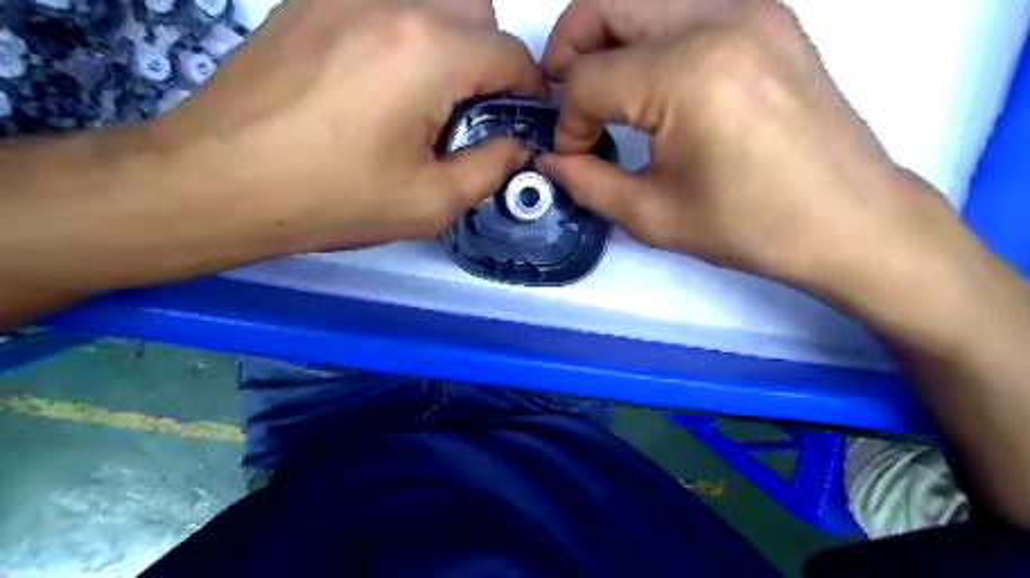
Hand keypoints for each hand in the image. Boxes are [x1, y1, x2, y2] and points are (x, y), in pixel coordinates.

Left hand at [161, 0, 545, 255]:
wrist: (219, 181)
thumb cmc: (332, 199)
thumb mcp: (430, 202)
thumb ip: (489, 169)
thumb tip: (515, 146)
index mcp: (429, 53)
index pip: (509, 53)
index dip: (528, 88)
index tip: (522, 119)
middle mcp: (392, 3)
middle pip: (475, 9)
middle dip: (489, 58)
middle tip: (469, 111)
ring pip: (429, 0)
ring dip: (447, 42)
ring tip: (422, 98)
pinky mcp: (308, 0)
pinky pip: (381, 3)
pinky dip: (402, 34)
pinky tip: (376, 82)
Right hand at [541, 0, 974, 305]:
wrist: (849, 220)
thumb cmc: (749, 227)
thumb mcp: (652, 216)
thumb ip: (587, 181)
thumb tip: (551, 159)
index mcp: (687, 75)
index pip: (587, 78)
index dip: (567, 121)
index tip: (576, 154)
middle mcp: (717, 19)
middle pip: (604, 5)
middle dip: (568, 52)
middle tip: (570, 102)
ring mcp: (749, 7)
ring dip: (606, 38)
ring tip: (606, 91)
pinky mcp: (767, 15)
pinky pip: (683, 5)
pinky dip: (648, 35)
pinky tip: (653, 82)